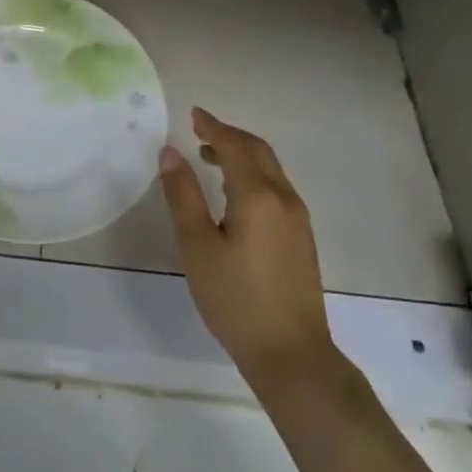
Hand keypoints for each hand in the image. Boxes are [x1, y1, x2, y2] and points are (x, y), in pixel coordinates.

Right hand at [159, 107, 335, 385]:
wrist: (292, 356)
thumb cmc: (236, 300)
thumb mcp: (197, 246)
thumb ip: (183, 195)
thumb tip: (170, 153)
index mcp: (258, 196)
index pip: (235, 146)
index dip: (213, 126)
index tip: (193, 114)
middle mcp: (284, 198)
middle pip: (258, 151)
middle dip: (229, 136)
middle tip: (199, 131)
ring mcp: (298, 219)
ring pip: (270, 170)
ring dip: (242, 155)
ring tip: (210, 158)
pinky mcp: (301, 238)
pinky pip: (276, 188)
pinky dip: (253, 175)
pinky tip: (234, 194)